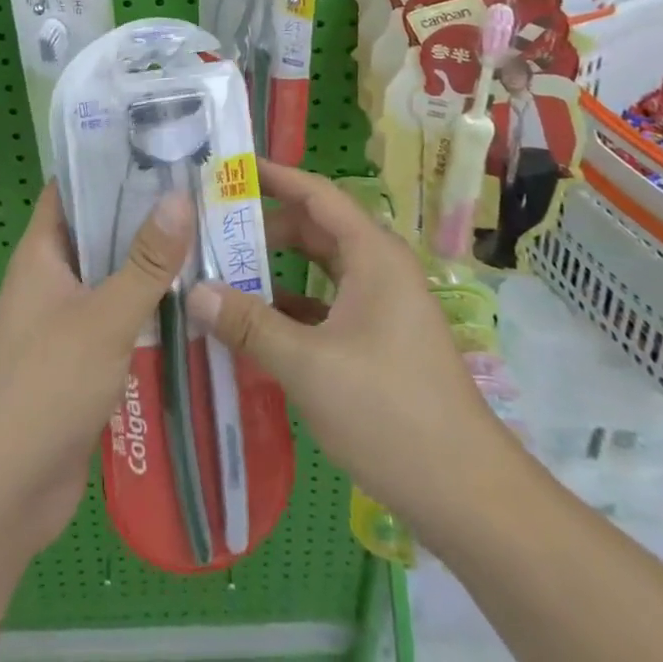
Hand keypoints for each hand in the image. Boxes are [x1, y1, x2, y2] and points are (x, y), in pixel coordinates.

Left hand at [0, 184, 191, 554]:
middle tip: (201, 190)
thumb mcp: (104, 318)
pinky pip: (118, 318)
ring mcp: (64, 321)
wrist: (5, 494)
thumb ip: (146, 262)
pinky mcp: (81, 360)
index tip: (159, 145)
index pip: (71, 188)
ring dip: (151, 264)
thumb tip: (180, 196)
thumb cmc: (46, 387)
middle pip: (98, 231)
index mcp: (41, 253)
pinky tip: (195, 302)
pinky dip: (148, 308)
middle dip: (143, 214)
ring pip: (112, 277)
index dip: (108, 163)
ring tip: (209, 236)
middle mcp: (50, 278)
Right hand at [188, 163, 506, 527]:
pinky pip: (329, 303)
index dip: (275, 176)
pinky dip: (294, 306)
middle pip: (316, 229)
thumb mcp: (308, 365)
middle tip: (214, 231)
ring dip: (277, 269)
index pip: (316, 194)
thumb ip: (249, 324)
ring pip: (322, 269)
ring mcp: (384, 305)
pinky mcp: (381, 340)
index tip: (231, 168)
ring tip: (226, 274)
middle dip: (266, 228)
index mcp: (372, 255)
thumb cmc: (390, 412)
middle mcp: (380, 269)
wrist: (468, 495)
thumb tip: (194, 291)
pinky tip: (258, 327)